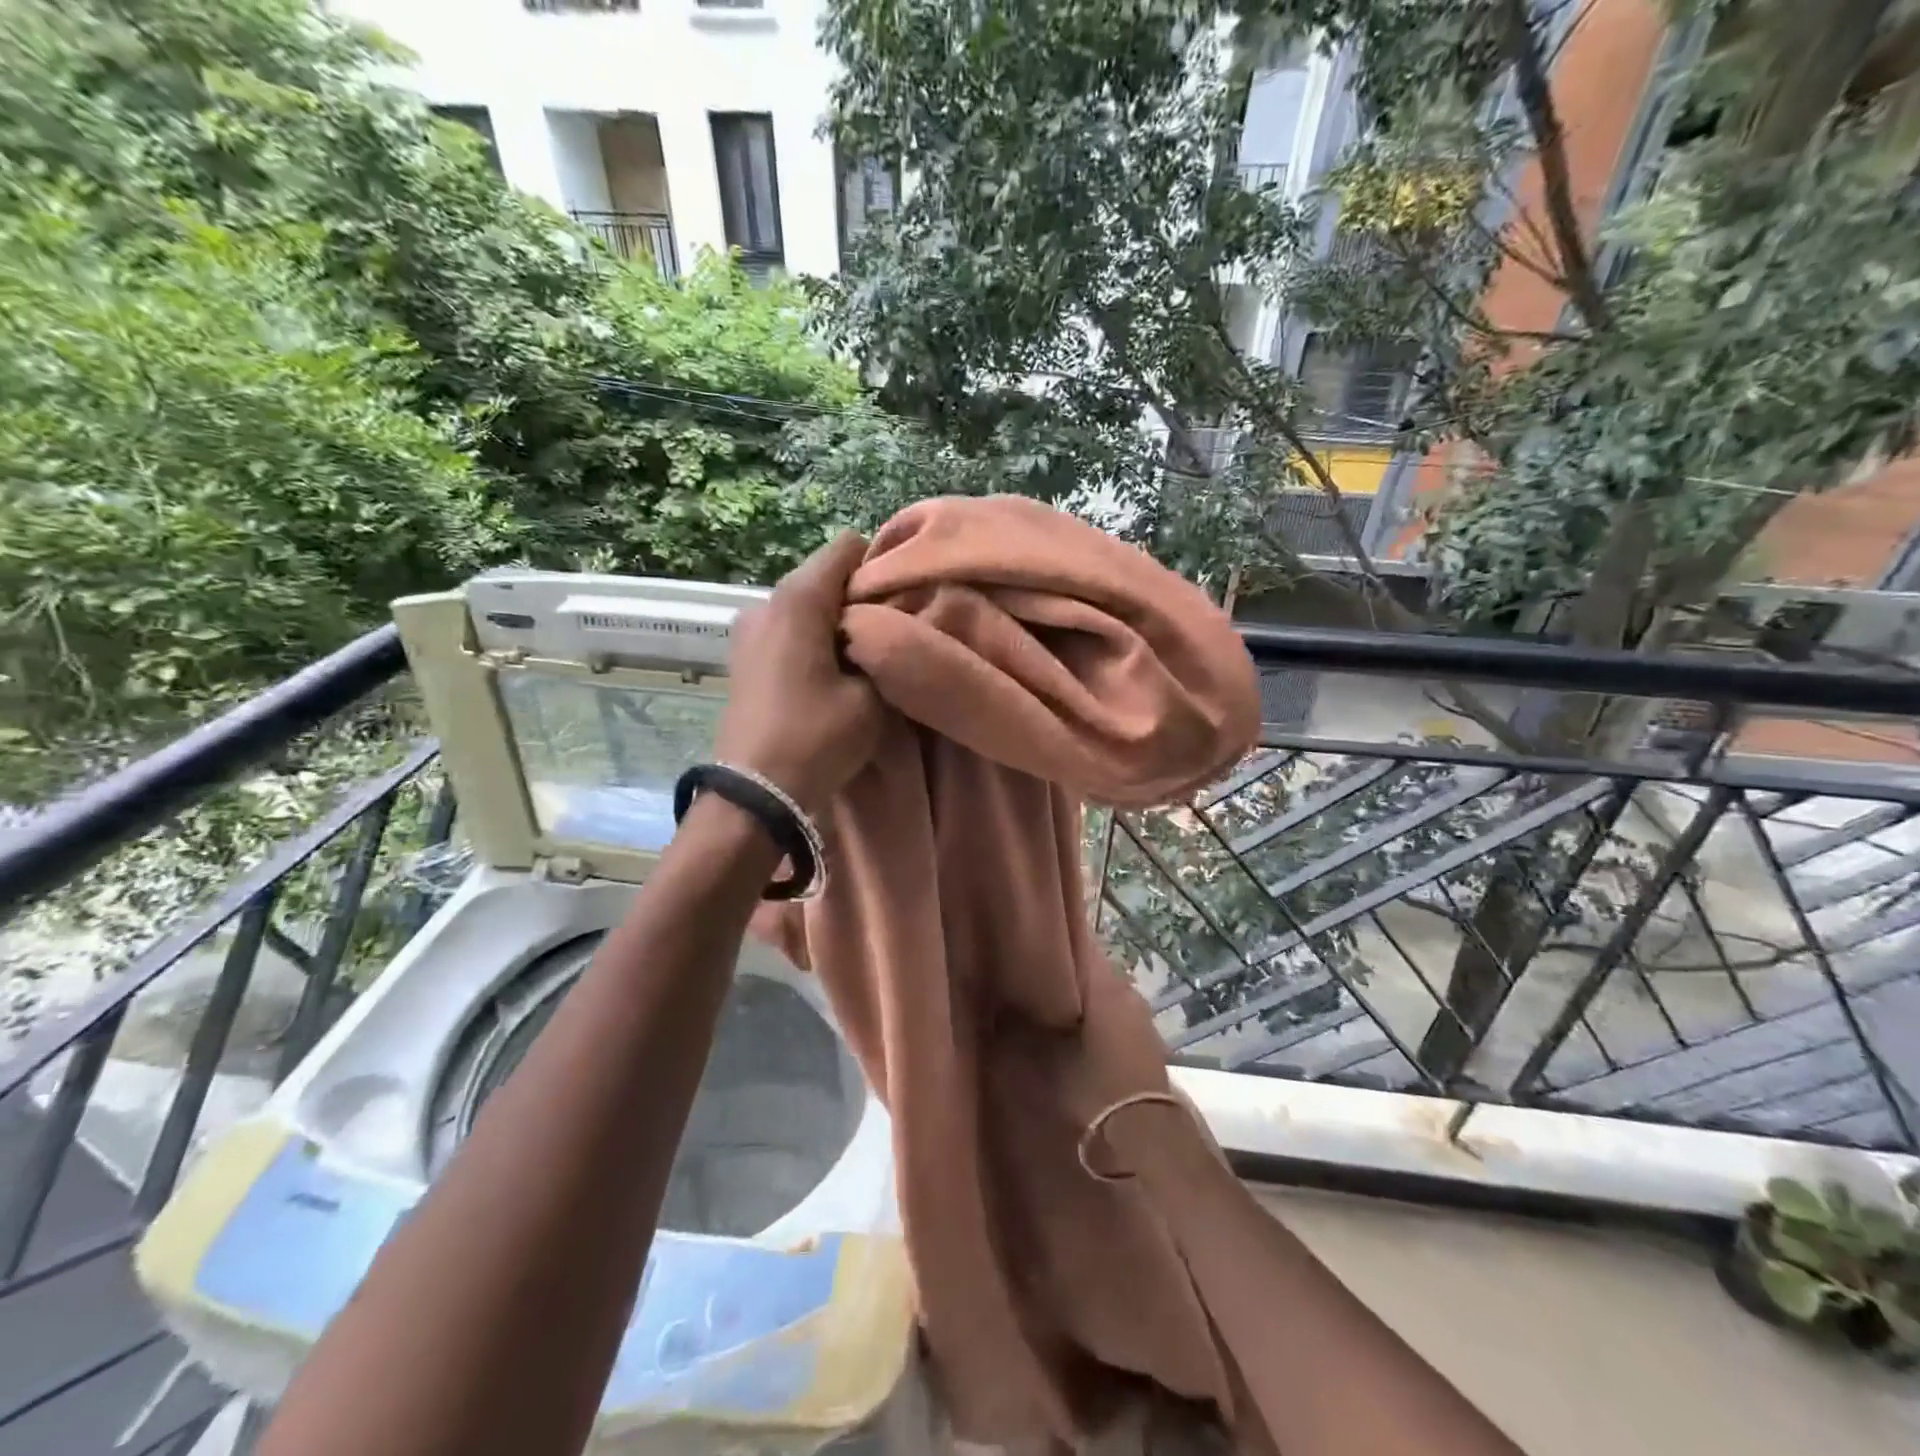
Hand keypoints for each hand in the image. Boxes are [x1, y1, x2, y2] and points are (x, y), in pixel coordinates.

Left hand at [714, 532, 884, 815]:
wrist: (756, 792)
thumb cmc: (817, 736)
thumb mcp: (872, 697)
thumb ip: (884, 650)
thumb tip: (886, 629)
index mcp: (797, 599)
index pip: (847, 549)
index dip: (879, 568)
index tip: (899, 602)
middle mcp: (765, 601)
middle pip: (824, 578)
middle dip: (857, 598)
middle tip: (886, 635)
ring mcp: (747, 629)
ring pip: (805, 606)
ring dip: (834, 623)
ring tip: (858, 660)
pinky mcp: (742, 656)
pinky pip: (787, 630)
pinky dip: (811, 641)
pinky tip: (827, 675)